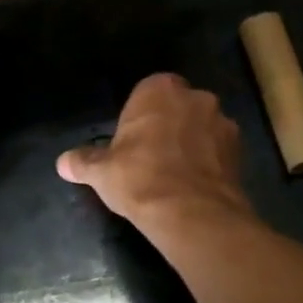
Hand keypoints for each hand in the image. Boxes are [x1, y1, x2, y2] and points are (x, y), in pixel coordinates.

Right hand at [57, 74, 253, 232]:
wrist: (191, 212)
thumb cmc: (139, 178)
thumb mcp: (101, 171)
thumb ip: (83, 161)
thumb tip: (62, 162)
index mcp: (159, 89)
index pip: (148, 92)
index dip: (140, 117)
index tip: (132, 142)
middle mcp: (195, 96)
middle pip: (178, 107)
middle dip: (169, 125)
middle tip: (153, 157)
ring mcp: (222, 121)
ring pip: (202, 127)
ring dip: (193, 142)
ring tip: (177, 175)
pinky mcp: (240, 150)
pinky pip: (219, 150)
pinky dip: (210, 162)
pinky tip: (195, 185)